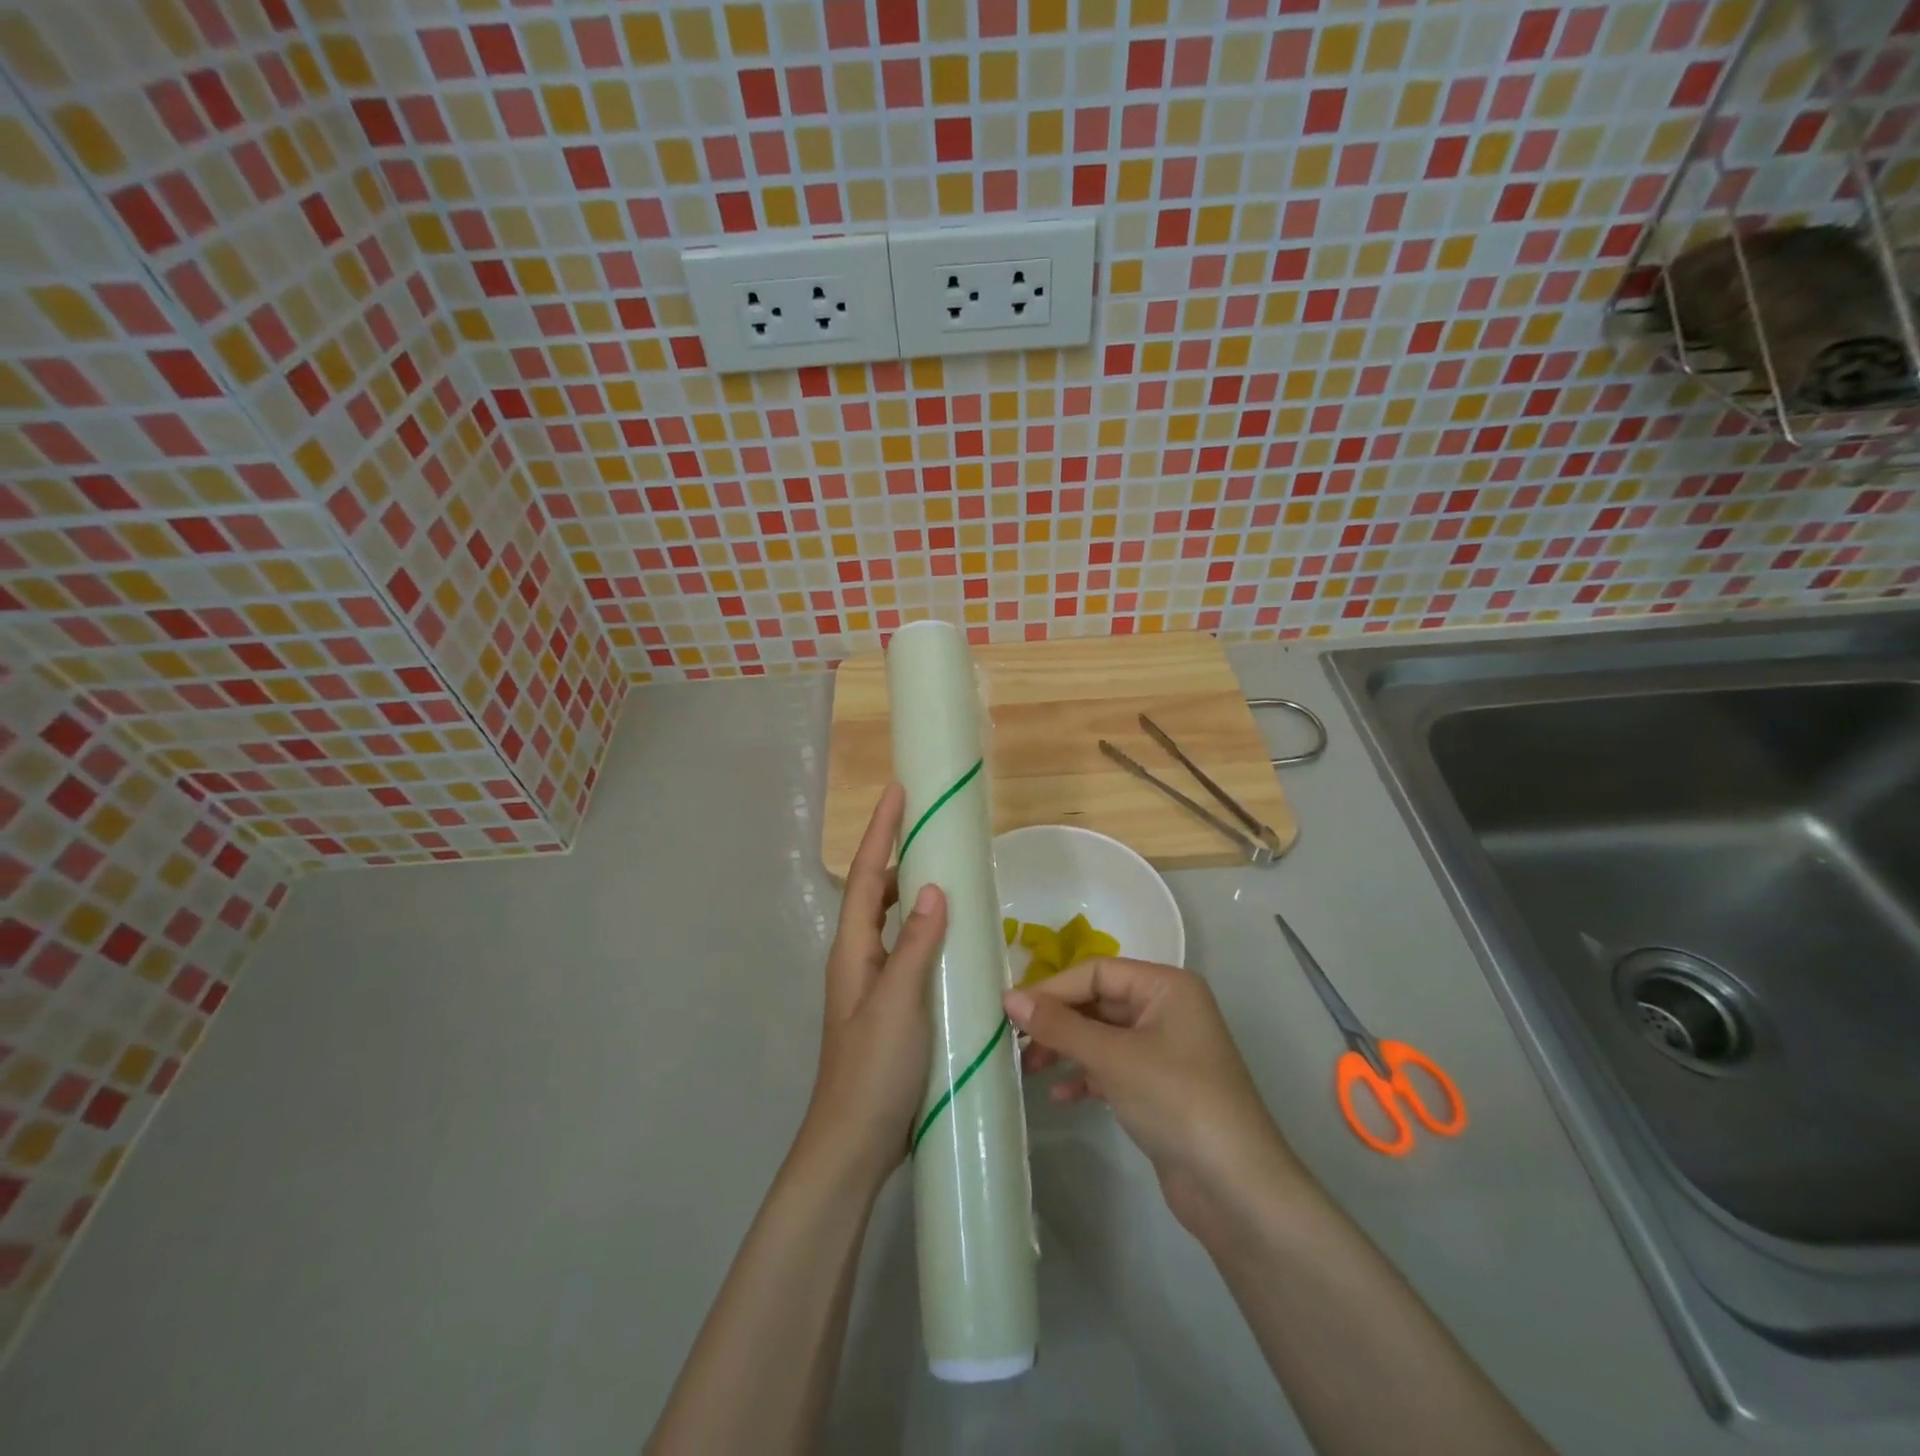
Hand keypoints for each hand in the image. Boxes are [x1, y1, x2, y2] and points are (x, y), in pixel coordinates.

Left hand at [802, 784, 947, 1189]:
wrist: (855, 1145)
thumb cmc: (873, 1072)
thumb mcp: (897, 1005)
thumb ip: (913, 946)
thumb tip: (933, 888)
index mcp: (852, 951)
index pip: (865, 877)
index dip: (881, 832)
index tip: (898, 791)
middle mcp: (858, 959)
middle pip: (873, 893)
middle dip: (894, 853)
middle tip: (928, 825)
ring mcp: (873, 984)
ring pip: (890, 921)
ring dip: (909, 890)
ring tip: (943, 867)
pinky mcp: (892, 1006)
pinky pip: (907, 950)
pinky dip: (924, 929)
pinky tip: (952, 936)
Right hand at [1004, 959, 1303, 1233]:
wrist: (1236, 1189)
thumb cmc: (1178, 1101)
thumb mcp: (1113, 1057)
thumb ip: (1060, 1025)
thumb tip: (1010, 998)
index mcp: (1166, 986)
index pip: (1097, 972)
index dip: (1052, 988)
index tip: (1009, 1010)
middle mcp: (1166, 1009)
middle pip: (1098, 1002)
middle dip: (1057, 1021)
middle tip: (1014, 1042)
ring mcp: (1164, 1050)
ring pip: (1101, 1036)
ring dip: (1065, 1049)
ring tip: (1028, 1070)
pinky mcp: (1159, 1087)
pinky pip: (1112, 1067)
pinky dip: (1085, 1076)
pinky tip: (1059, 1095)